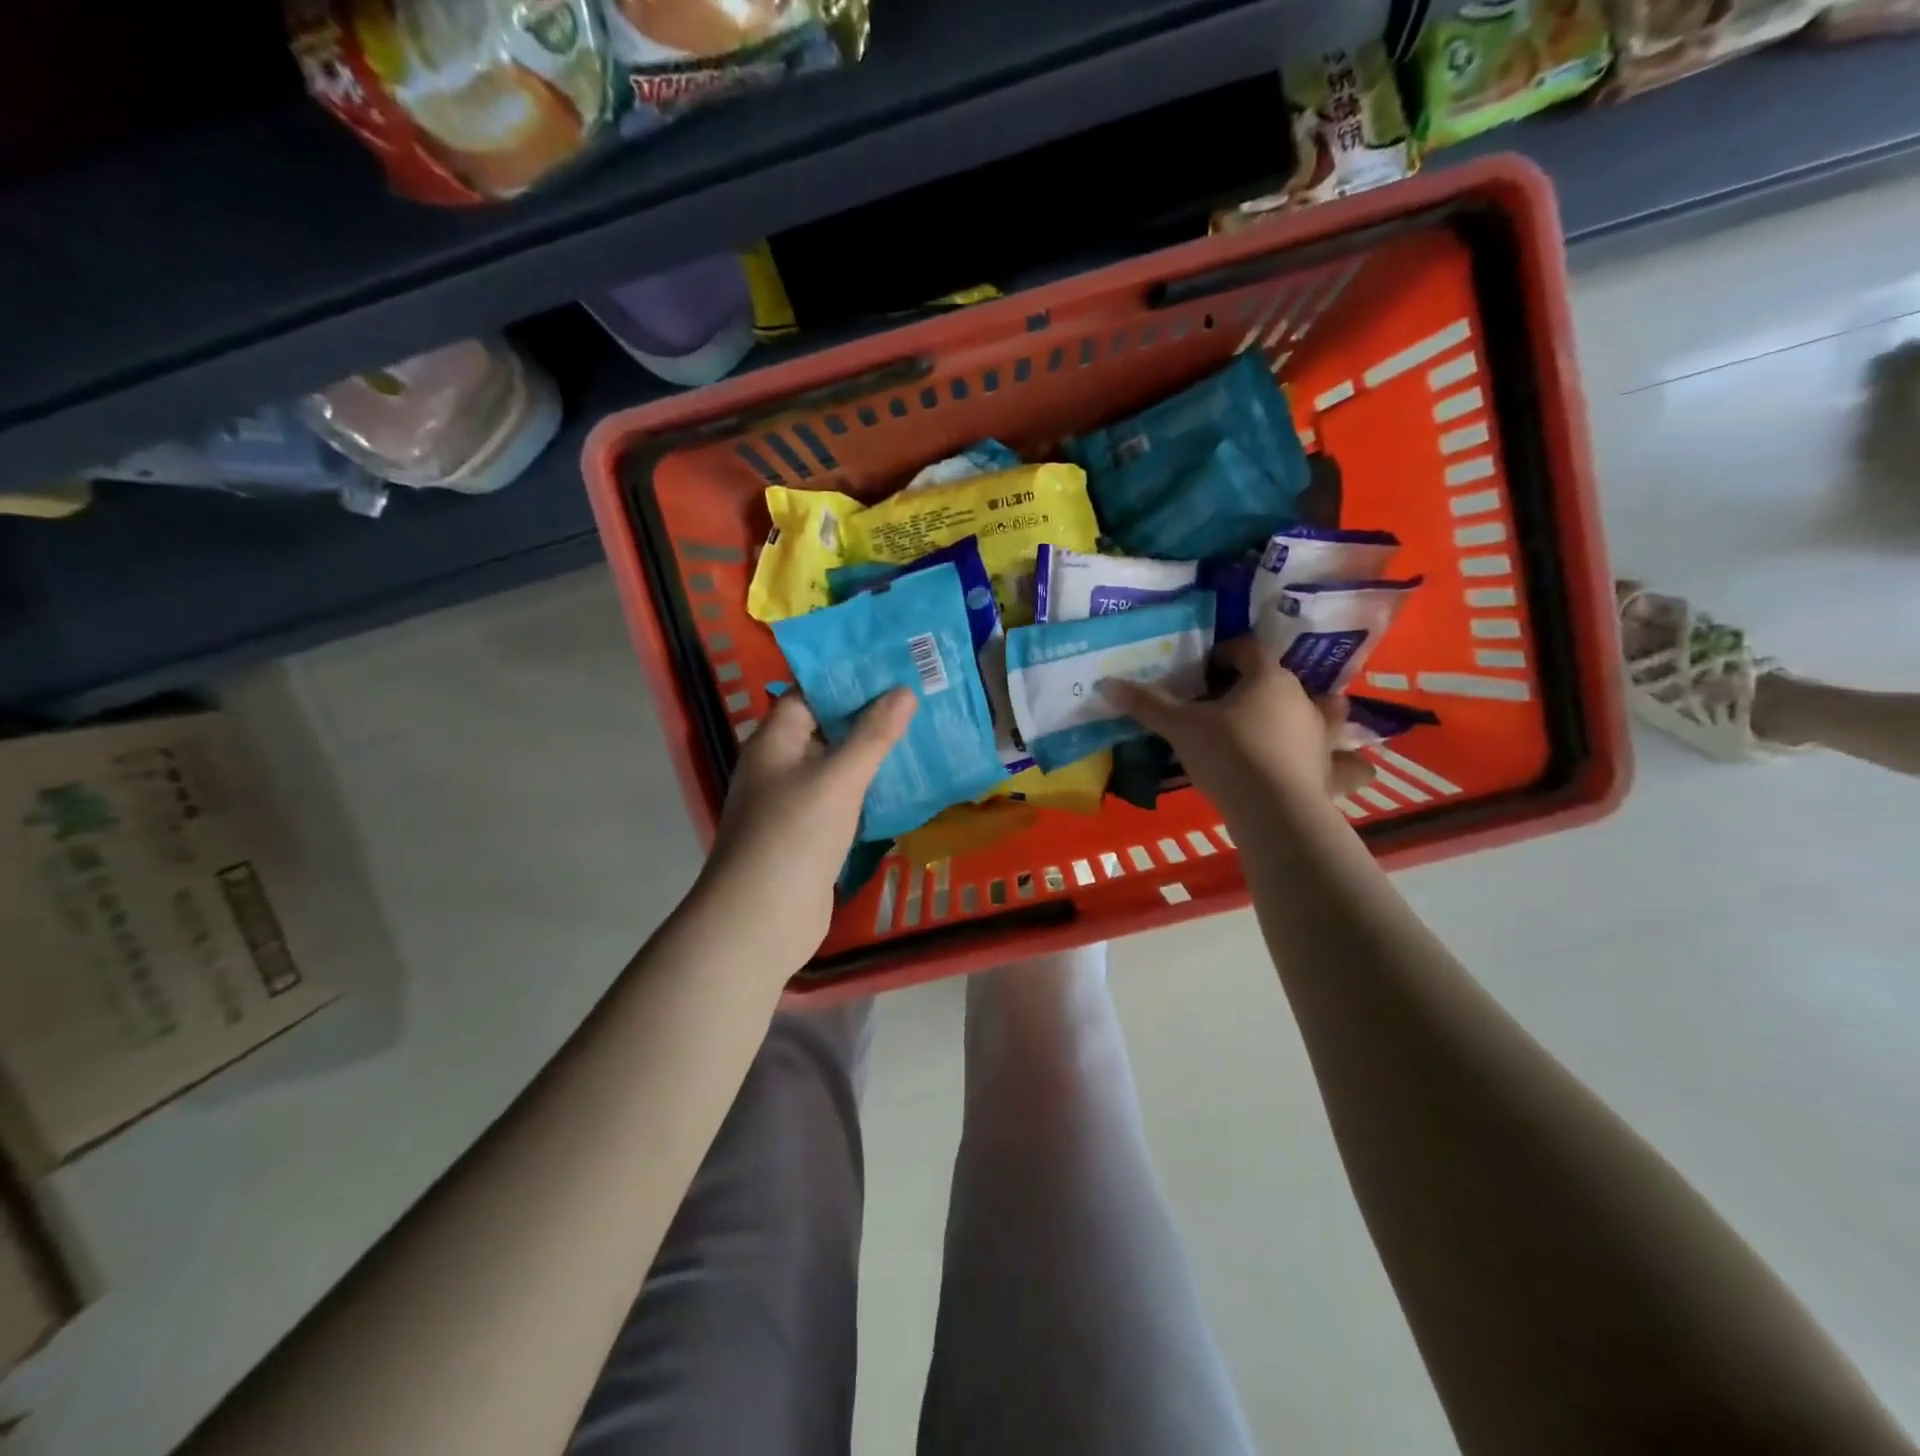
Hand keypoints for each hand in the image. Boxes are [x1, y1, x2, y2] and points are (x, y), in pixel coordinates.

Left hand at [697, 687, 916, 967]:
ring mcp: (794, 803)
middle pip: (828, 729)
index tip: (895, 669)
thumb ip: (873, 734)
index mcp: (776, 740)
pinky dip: (870, 792)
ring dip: (874, 756)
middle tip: (921, 699)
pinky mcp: (810, 835)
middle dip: (871, 716)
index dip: (849, 680)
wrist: (761, 919)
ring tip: (924, 736)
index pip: (810, 694)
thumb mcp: (838, 778)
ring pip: (839, 767)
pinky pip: (843, 801)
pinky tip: (906, 786)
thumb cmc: (795, 835)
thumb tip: (903, 690)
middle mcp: (781, 765)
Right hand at [1102, 637, 1373, 806]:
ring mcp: (1322, 734)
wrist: (1272, 809)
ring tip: (1291, 722)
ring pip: (1327, 711)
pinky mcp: (1330, 770)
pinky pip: (1347, 764)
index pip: (1248, 649)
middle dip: (1259, 684)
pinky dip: (1346, 764)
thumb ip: (1147, 704)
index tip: (1204, 669)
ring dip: (1313, 712)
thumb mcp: (1180, 727)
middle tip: (1230, 702)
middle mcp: (1302, 698)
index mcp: (1267, 678)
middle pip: (1281, 679)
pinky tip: (1344, 769)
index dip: (1225, 653)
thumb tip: (1106, 683)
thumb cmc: (1227, 754)